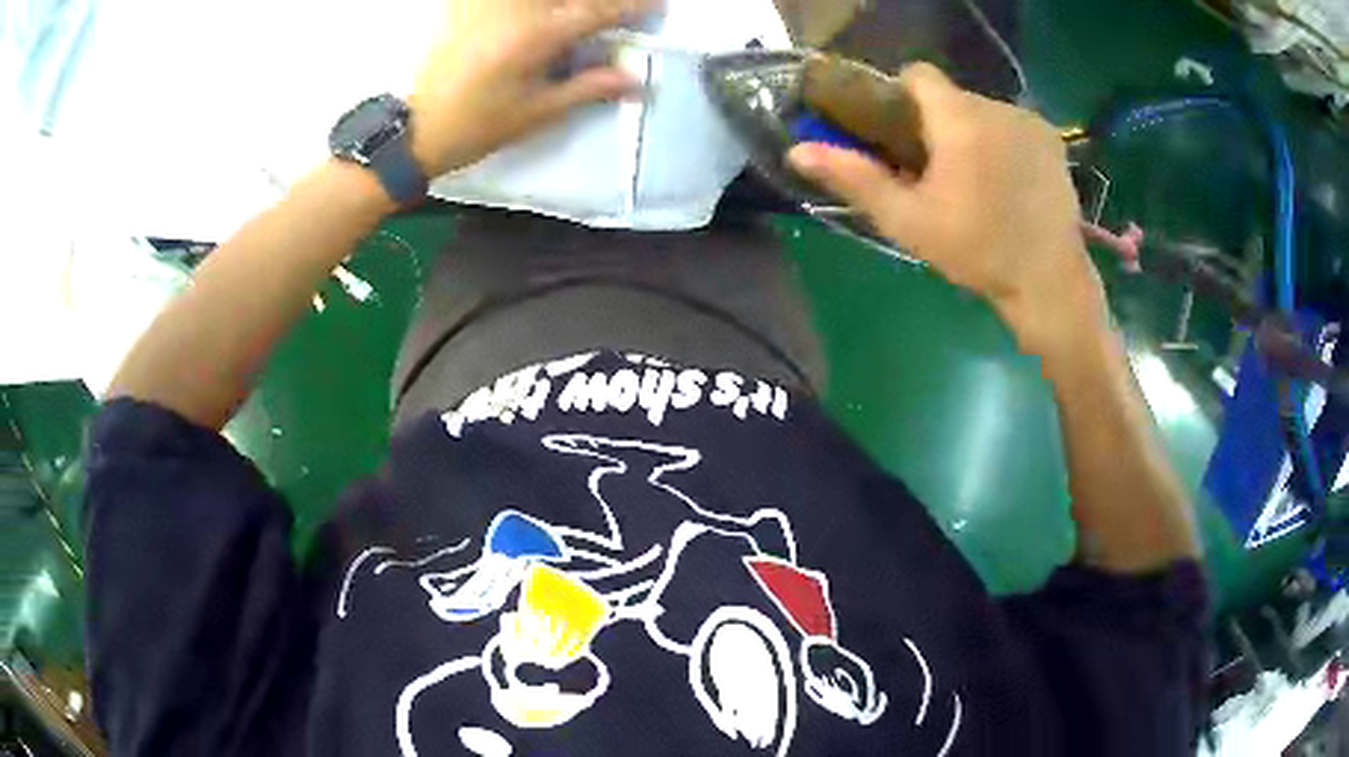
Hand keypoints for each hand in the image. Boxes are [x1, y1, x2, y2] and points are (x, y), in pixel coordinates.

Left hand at [409, 0, 653, 175]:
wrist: (417, 129)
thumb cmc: (479, 125)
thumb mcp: (538, 112)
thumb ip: (588, 88)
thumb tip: (636, 80)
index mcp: (537, 35)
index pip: (596, 11)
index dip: (630, 7)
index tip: (655, 4)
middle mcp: (516, 9)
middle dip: (600, 2)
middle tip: (617, 9)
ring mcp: (490, 5)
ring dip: (565, 3)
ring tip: (579, 15)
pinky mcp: (468, 8)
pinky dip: (531, 4)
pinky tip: (538, 13)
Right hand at [788, 63, 1108, 359]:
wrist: (1048, 282)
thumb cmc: (976, 252)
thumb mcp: (907, 220)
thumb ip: (855, 178)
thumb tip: (797, 151)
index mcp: (958, 119)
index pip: (918, 75)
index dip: (900, 95)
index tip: (898, 132)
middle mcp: (996, 107)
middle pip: (950, 96)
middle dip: (936, 123)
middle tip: (934, 171)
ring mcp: (1029, 122)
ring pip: (982, 110)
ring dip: (969, 133)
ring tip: (974, 181)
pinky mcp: (1053, 140)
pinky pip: (1012, 124)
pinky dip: (1001, 141)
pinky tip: (1006, 182)